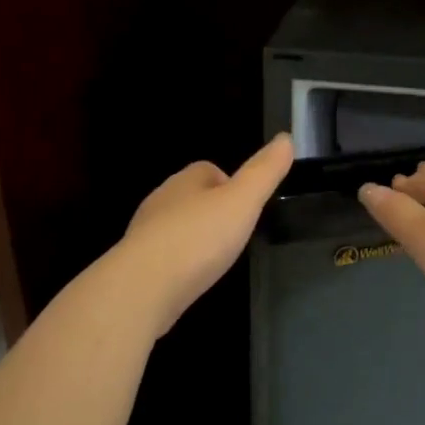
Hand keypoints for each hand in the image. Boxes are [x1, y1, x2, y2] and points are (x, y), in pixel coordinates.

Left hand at [114, 134, 293, 335]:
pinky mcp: (138, 265)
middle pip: (190, 197)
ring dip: (194, 237)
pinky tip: (192, 278)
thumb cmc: (198, 239)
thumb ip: (264, 173)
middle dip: (211, 211)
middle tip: (235, 233)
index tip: (247, 206)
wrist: (143, 287)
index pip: (208, 170)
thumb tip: (286, 138)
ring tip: (216, 258)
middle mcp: (161, 201)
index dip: (230, 184)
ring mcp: (145, 234)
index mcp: (185, 181)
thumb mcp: (242, 202)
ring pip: (175, 226)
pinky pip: (164, 256)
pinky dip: (180, 263)